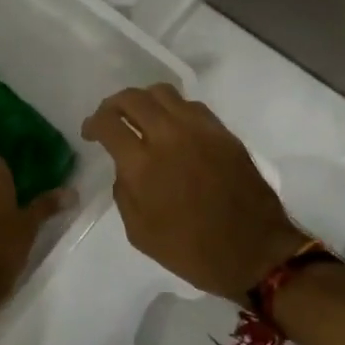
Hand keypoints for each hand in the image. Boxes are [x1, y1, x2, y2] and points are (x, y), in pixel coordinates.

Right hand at [82, 84, 307, 301]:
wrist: (254, 252)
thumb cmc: (192, 251)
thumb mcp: (140, 233)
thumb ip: (124, 192)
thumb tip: (125, 167)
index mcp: (143, 164)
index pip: (108, 122)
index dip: (93, 123)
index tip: (90, 132)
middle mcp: (169, 136)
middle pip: (133, 98)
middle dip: (114, 104)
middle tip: (110, 118)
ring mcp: (200, 130)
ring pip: (163, 92)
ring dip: (144, 100)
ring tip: (141, 117)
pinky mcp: (223, 132)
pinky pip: (191, 106)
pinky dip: (173, 109)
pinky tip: (173, 127)